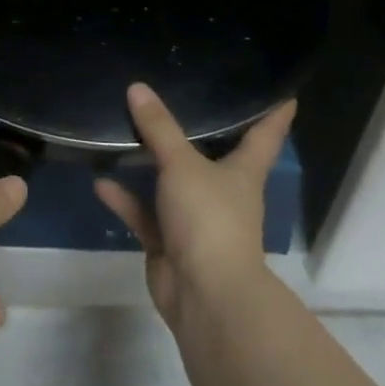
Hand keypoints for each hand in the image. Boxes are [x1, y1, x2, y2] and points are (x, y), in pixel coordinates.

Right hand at [95, 83, 293, 327]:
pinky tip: (100, 181)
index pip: (266, 135)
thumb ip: (159, 128)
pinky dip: (125, 199)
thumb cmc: (210, 220)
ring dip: (151, 163)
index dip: (275, 112)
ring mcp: (196, 220)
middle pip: (215, 155)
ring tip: (126, 130)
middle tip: (184, 95)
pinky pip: (145, 214)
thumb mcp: (182, 165)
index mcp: (243, 172)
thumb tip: (137, 88)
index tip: (284, 91)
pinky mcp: (170, 243)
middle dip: (202, 131)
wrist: (206, 297)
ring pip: (173, 183)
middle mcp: (223, 193)